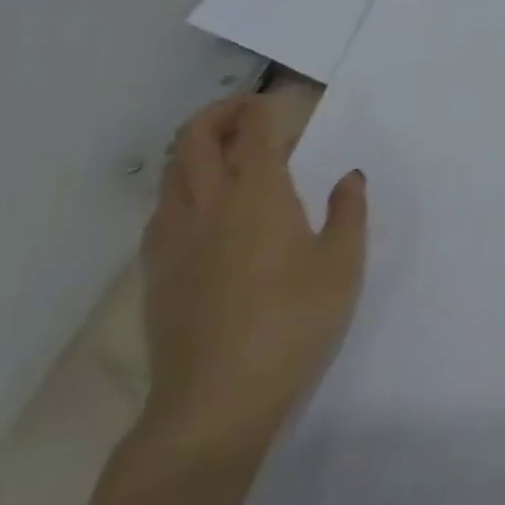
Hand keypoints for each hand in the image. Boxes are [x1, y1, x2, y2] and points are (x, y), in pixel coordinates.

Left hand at [138, 95, 367, 460]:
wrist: (215, 400)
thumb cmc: (293, 323)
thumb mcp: (342, 266)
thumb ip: (348, 212)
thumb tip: (348, 176)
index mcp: (257, 195)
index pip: (252, 130)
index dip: (264, 107)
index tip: (281, 104)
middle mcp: (208, 204)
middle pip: (193, 138)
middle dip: (218, 113)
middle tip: (247, 114)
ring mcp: (173, 238)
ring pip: (170, 172)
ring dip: (194, 148)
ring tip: (226, 156)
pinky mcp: (156, 271)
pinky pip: (161, 209)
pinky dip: (180, 188)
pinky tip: (204, 211)